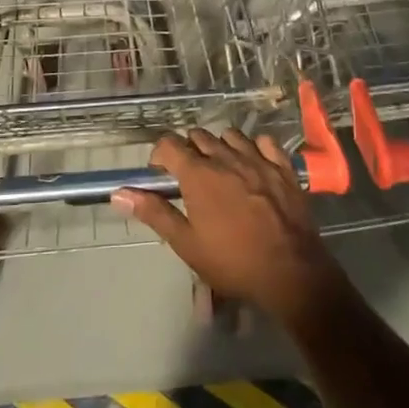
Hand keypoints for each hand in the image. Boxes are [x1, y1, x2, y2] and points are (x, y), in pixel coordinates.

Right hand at [112, 127, 345, 326]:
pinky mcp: (283, 167)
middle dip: (188, 150)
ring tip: (220, 169)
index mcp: (198, 174)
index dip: (160, 154)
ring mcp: (257, 159)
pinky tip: (253, 164)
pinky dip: (254, 148)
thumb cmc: (232, 262)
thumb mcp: (187, 244)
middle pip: (199, 136)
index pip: (169, 144)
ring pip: (231, 135)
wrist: (290, 272)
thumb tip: (118, 194)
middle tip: (189, 177)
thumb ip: (154, 213)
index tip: (160, 173)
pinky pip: (264, 142)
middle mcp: (225, 157)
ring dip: (220, 146)